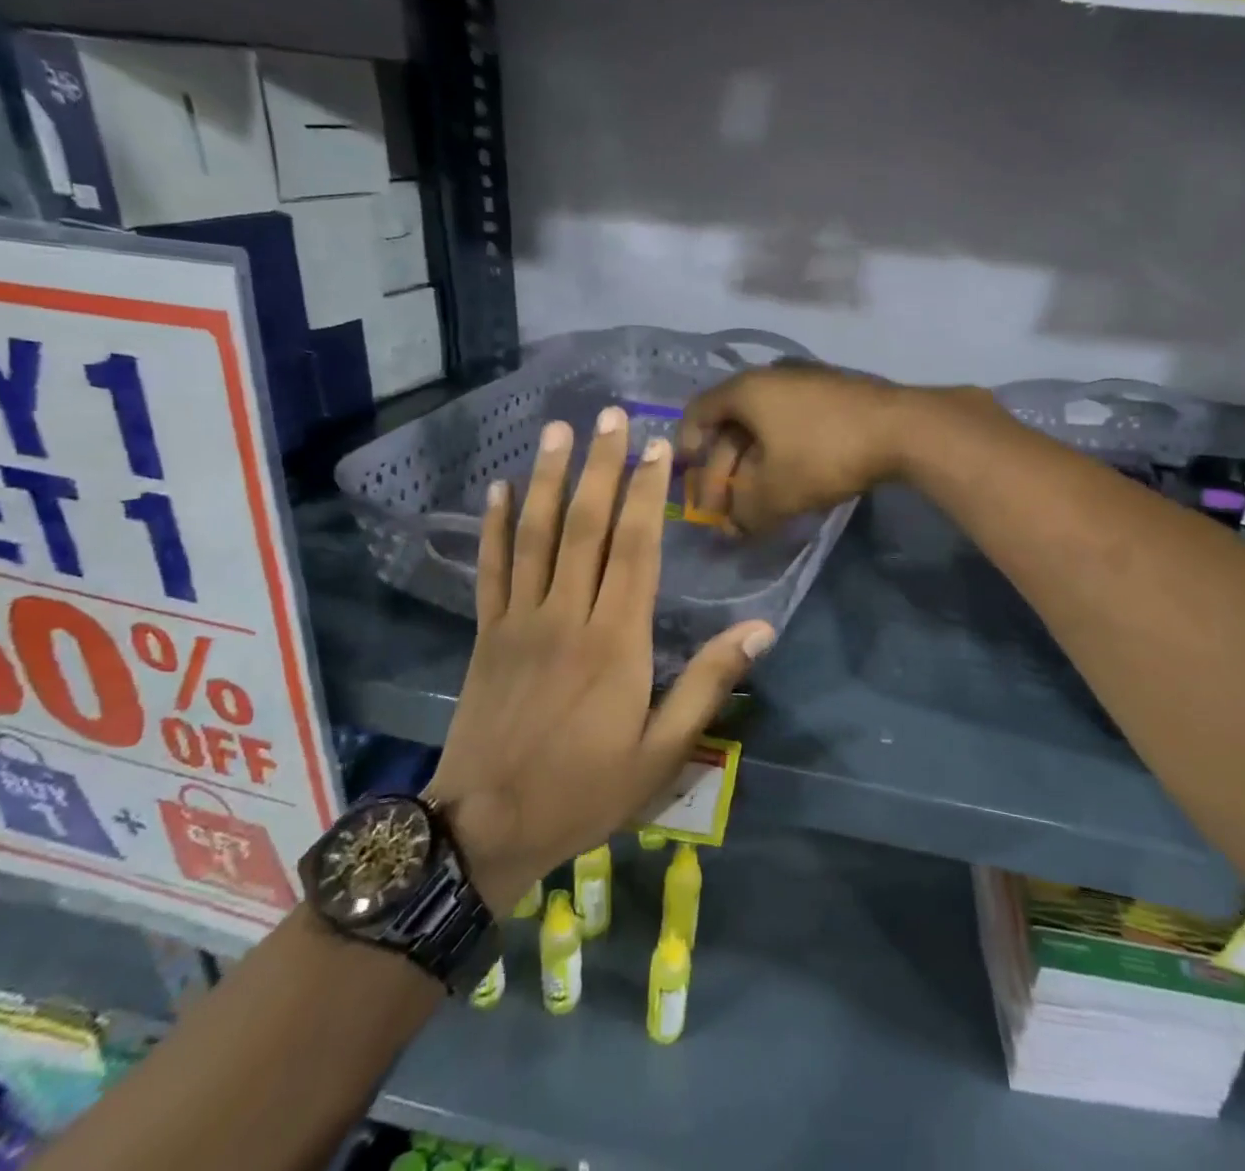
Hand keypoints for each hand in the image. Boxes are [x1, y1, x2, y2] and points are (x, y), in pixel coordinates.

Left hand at [426, 410, 773, 915]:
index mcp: (615, 639)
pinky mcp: (487, 634)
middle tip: (612, 414)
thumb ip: (708, 684)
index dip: (649, 492)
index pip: (636, 547)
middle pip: (587, 525)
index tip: (658, 447)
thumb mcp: (662, 752)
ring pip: (536, 534)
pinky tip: (498, 490)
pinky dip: (494, 526)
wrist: (484, 830)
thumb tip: (760, 629)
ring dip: (548, 478)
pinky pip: (491, 569)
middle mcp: (567, 614)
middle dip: (602, 465)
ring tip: (558, 430)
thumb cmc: (584, 790)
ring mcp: (520, 620)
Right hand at [679, 363, 979, 533]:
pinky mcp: (834, 394)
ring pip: (765, 428)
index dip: (687, 446)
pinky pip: (793, 424)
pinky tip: (790, 482)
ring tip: (757, 503)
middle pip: (733, 425)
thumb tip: (732, 529)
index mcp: (746, 390)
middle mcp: (771, 377)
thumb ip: (745, 513)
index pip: (699, 412)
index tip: (687, 476)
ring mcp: (806, 382)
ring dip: (754, 467)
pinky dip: (782, 454)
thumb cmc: (824, 454)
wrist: (902, 428)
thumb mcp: (776, 492)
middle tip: (724, 508)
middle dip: (724, 470)